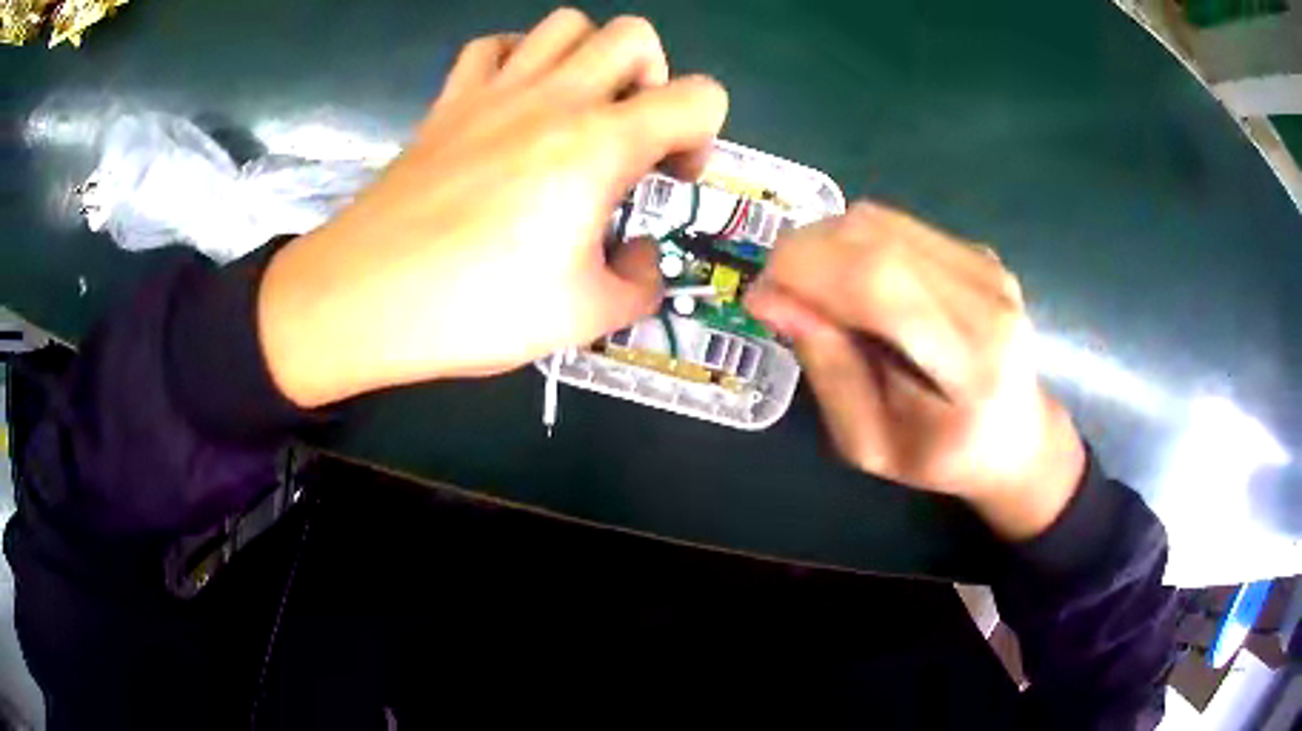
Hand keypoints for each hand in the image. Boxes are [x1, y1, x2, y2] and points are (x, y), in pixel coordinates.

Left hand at [257, 8, 727, 406]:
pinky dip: (517, 59)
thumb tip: (643, 258)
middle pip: (633, 34)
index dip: (704, 134)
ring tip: (575, 110)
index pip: (699, 96)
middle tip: (629, 132)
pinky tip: (513, 102)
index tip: (670, 178)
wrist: (365, 297)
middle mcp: (555, 97)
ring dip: (588, 57)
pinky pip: (493, 46)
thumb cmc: (475, 308)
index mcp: (600, 144)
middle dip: (653, 77)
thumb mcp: (583, 317)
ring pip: (564, 23)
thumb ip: (639, 285)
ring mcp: (495, 90)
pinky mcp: (449, 100)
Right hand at [744, 203, 1084, 539]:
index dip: (805, 272)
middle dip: (804, 252)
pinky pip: (897, 225)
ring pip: (880, 221)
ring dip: (826, 244)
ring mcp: (986, 265)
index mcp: (970, 362)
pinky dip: (854, 243)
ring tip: (813, 290)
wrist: (1017, 436)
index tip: (759, 297)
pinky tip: (853, 283)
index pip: (879, 282)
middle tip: (777, 293)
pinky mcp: (978, 251)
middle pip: (875, 237)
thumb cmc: (943, 458)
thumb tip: (771, 299)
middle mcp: (987, 297)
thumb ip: (829, 372)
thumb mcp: (871, 445)